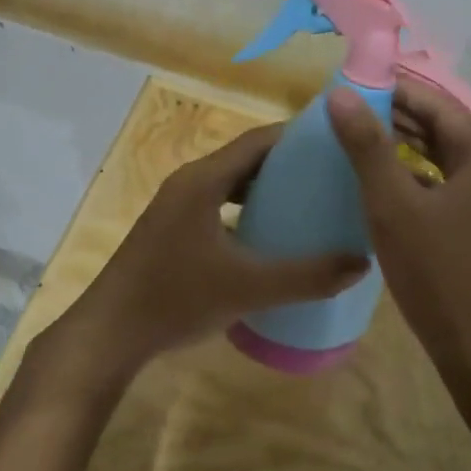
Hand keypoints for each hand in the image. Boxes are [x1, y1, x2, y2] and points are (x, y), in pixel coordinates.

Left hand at [40, 123, 369, 394]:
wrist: (110, 334)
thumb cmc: (176, 299)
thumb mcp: (248, 288)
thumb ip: (306, 276)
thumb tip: (360, 263)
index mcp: (203, 180)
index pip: (258, 140)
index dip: (297, 136)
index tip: (336, 142)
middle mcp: (189, 182)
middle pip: (245, 158)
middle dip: (288, 163)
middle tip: (331, 175)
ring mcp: (176, 206)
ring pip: (230, 183)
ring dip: (265, 187)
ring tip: (308, 202)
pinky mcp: (171, 229)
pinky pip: (218, 204)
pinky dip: (246, 209)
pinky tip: (269, 236)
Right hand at [327, 79, 470, 365]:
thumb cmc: (438, 272)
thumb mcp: (393, 205)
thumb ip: (367, 147)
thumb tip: (339, 94)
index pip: (436, 103)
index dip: (395, 89)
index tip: (353, 84)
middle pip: (441, 128)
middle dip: (396, 116)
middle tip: (347, 111)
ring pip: (440, 158)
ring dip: (403, 146)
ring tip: (356, 138)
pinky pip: (442, 185)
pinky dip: (413, 176)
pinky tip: (381, 183)